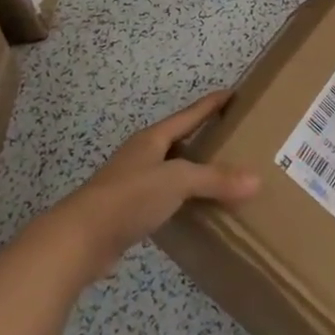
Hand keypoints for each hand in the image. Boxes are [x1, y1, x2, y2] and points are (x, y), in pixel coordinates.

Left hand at [37, 90, 259, 285]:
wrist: (79, 240)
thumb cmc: (129, 197)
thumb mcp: (177, 181)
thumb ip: (215, 179)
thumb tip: (256, 179)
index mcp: (152, 138)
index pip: (189, 115)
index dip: (211, 104)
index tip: (233, 94)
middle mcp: (142, 155)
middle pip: (179, 140)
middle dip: (205, 138)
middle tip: (236, 138)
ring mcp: (133, 183)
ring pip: (172, 170)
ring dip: (194, 171)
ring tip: (224, 176)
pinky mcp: (128, 211)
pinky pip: (165, 197)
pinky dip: (183, 199)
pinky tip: (197, 210)